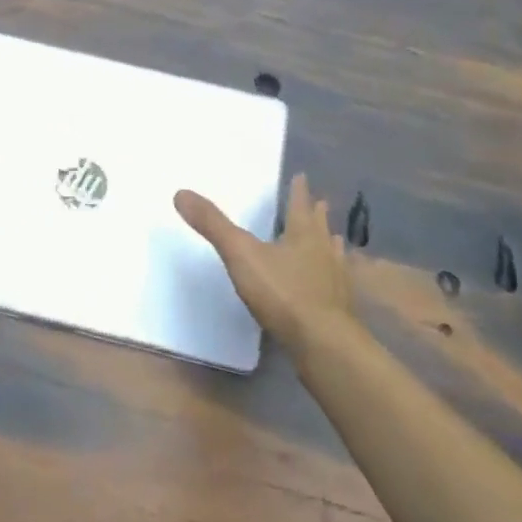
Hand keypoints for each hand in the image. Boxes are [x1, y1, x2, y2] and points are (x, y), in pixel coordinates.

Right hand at [175, 173, 355, 354]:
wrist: (324, 344)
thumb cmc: (283, 293)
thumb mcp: (241, 254)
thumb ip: (213, 225)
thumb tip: (180, 192)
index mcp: (303, 234)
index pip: (300, 205)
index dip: (299, 191)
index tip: (302, 176)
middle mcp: (325, 251)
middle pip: (321, 227)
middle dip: (318, 215)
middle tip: (321, 203)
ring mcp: (337, 282)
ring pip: (334, 255)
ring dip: (331, 245)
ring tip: (334, 238)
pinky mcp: (341, 311)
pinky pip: (338, 285)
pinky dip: (333, 278)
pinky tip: (331, 285)